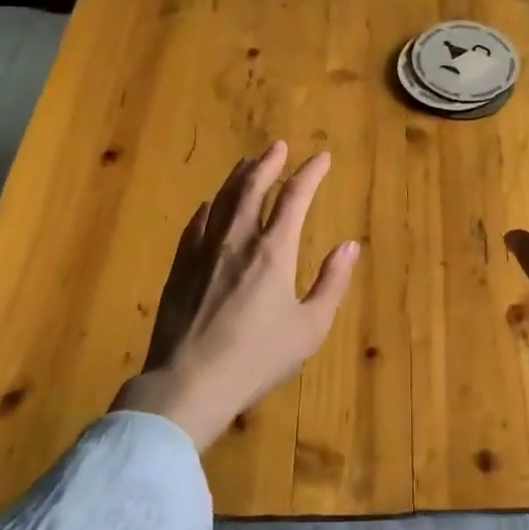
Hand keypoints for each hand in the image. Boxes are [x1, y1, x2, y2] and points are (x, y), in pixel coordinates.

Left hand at [112, 141, 359, 448]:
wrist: (189, 383)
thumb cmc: (257, 358)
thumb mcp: (309, 328)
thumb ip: (331, 283)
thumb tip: (348, 245)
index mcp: (274, 250)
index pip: (295, 197)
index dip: (310, 173)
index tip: (322, 158)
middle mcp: (238, 239)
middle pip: (253, 187)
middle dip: (269, 163)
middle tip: (278, 146)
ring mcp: (204, 250)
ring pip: (223, 199)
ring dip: (239, 177)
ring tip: (248, 162)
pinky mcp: (180, 267)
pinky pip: (196, 224)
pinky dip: (209, 208)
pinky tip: (210, 204)